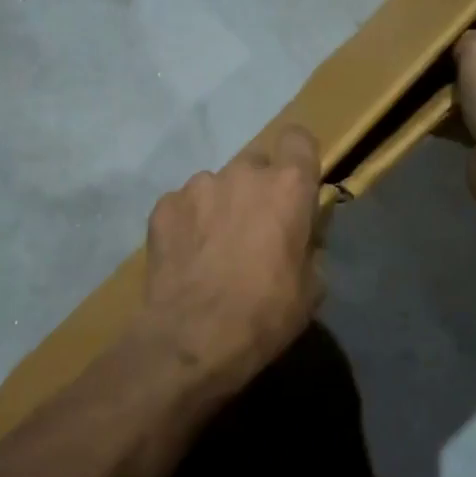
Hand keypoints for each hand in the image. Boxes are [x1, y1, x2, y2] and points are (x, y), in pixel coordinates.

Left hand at [134, 126, 323, 393]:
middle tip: (253, 229)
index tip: (296, 185)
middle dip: (256, 189)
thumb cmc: (265, 313)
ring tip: (212, 249)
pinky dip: (187, 223)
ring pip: (216, 185)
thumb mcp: (311, 287)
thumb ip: (309, 245)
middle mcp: (242, 173)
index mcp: (287, 186)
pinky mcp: (163, 205)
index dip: (298, 158)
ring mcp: (198, 186)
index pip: (298, 139)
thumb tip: (301, 236)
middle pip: (255, 164)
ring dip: (219, 207)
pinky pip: (183, 205)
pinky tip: (186, 257)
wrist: (193, 337)